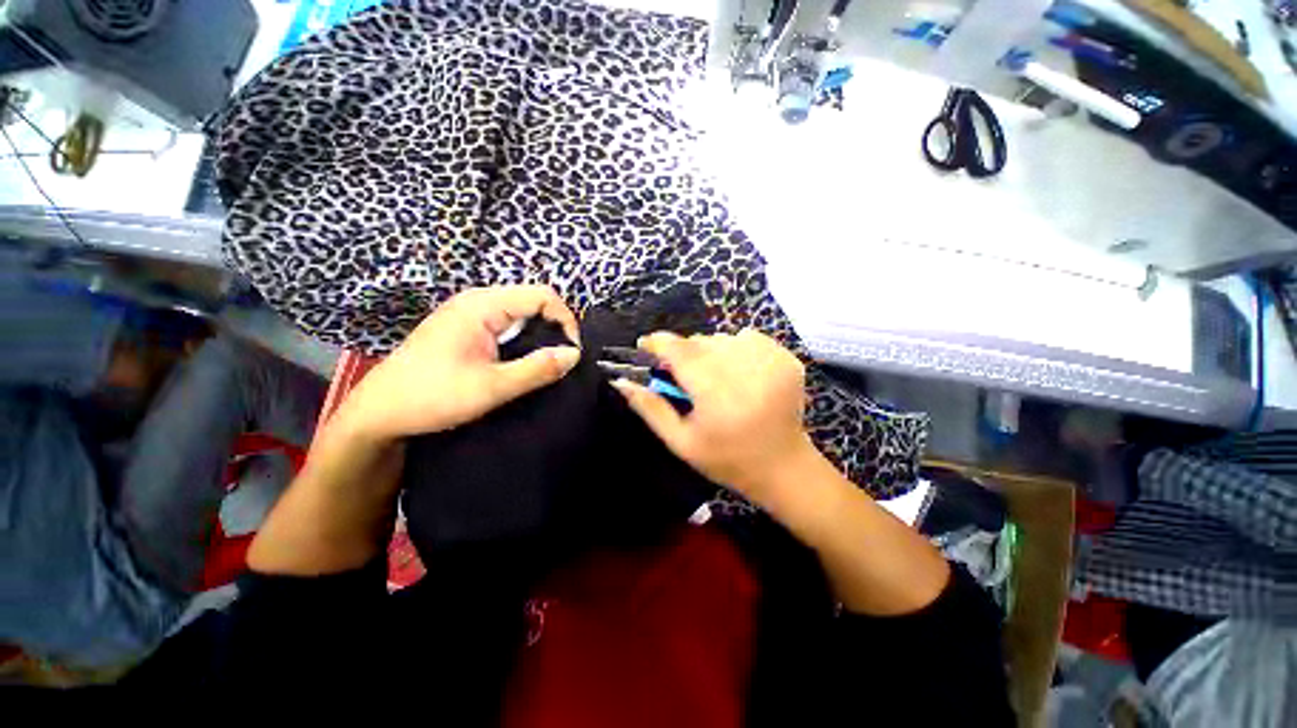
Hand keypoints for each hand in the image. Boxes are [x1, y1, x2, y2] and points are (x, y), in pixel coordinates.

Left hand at [339, 285, 581, 440]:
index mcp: (482, 305)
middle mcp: (477, 301)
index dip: (565, 319)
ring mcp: (469, 313)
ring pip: (520, 313)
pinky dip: (523, 339)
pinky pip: (506, 324)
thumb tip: (574, 355)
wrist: (379, 412)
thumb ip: (537, 369)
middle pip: (532, 301)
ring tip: (545, 363)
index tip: (571, 352)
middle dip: (554, 327)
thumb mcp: (492, 387)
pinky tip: (523, 360)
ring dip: (539, 335)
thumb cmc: (432, 396)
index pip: (542, 295)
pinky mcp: (465, 328)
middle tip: (561, 360)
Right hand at [612, 329, 814, 504]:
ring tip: (714, 377)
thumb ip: (650, 408)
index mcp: (716, 394)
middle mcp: (745, 371)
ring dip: (710, 351)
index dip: (658, 343)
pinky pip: (748, 339)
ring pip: (723, 338)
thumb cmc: (726, 459)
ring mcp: (771, 361)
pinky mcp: (787, 358)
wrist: (782, 466)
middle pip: (700, 342)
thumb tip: (620, 380)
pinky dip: (736, 350)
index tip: (645, 345)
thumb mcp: (681, 441)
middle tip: (683, 375)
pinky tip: (738, 373)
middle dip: (684, 352)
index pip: (680, 351)